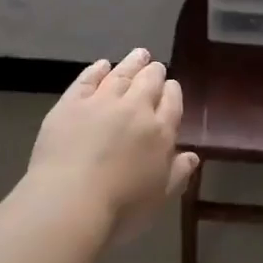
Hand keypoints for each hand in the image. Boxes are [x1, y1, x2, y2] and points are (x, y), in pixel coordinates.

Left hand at [25, 48, 199, 243]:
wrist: (70, 200)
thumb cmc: (120, 208)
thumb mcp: (159, 197)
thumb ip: (177, 173)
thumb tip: (192, 155)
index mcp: (160, 133)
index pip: (172, 103)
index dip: (172, 92)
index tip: (172, 86)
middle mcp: (134, 110)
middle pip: (148, 82)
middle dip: (154, 72)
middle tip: (155, 65)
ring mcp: (101, 103)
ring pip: (121, 74)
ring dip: (131, 63)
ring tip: (139, 54)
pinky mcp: (70, 104)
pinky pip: (87, 80)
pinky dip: (96, 70)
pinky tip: (102, 64)